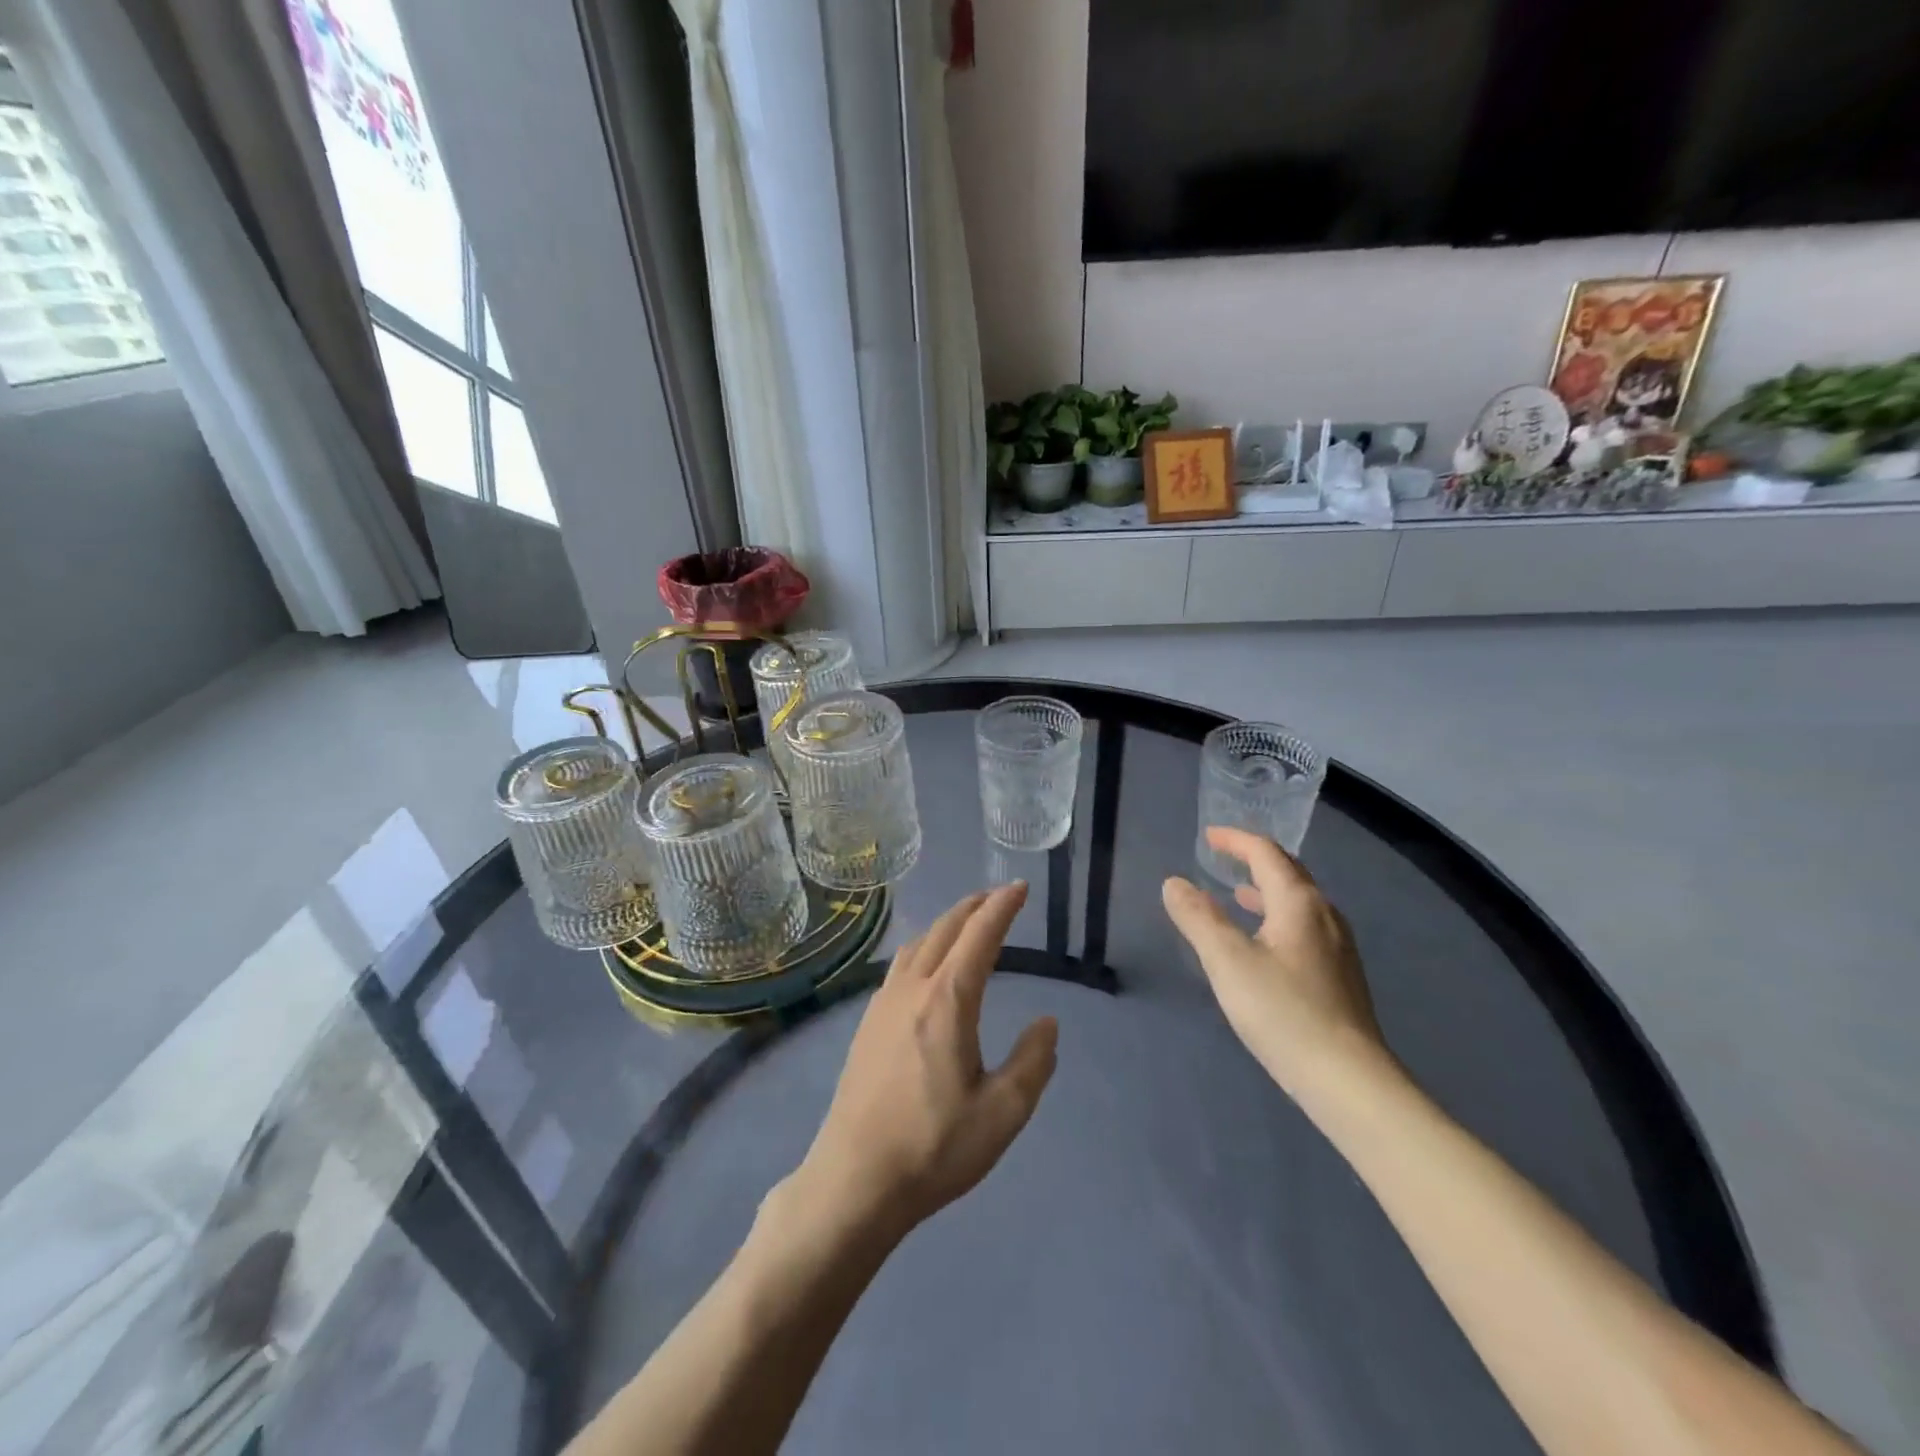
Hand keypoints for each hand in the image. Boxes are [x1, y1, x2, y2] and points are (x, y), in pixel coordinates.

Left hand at [787, 884, 1058, 1241]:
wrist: (855, 1179)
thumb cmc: (934, 1147)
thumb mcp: (1002, 1112)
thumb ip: (1033, 1061)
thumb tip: (1046, 1023)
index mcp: (948, 1001)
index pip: (979, 936)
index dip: (1002, 908)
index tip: (1019, 888)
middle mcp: (913, 989)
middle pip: (945, 930)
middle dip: (974, 906)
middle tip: (998, 896)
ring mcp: (883, 1004)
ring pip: (918, 943)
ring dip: (946, 923)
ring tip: (966, 921)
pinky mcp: (867, 1023)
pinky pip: (901, 964)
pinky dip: (924, 945)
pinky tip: (927, 964)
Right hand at [1162, 827, 1385, 1097]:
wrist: (1348, 1080)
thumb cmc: (1283, 1012)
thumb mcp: (1227, 961)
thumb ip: (1198, 918)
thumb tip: (1174, 882)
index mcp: (1299, 903)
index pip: (1267, 854)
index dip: (1236, 841)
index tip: (1209, 837)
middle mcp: (1324, 915)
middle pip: (1289, 872)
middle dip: (1254, 860)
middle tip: (1222, 858)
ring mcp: (1338, 947)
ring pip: (1299, 902)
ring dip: (1266, 890)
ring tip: (1238, 896)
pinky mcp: (1340, 976)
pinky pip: (1304, 927)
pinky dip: (1277, 917)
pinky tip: (1265, 944)